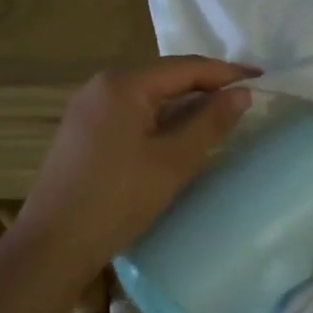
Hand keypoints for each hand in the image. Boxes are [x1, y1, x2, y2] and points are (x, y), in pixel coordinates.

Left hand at [10, 57, 259, 278]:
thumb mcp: (173, 161)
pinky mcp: (82, 131)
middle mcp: (102, 86)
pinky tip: (175, 135)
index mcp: (123, 84)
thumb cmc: (117, 200)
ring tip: (216, 116)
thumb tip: (241, 94)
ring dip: (182, 103)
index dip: (226, 72)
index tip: (260, 77)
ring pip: (147, 95)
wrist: (51, 245)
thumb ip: (210, 122)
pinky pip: (130, 112)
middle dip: (204, 85)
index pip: (185, 67)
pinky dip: (159, 118)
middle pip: (164, 76)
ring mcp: (87, 108)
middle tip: (242, 98)